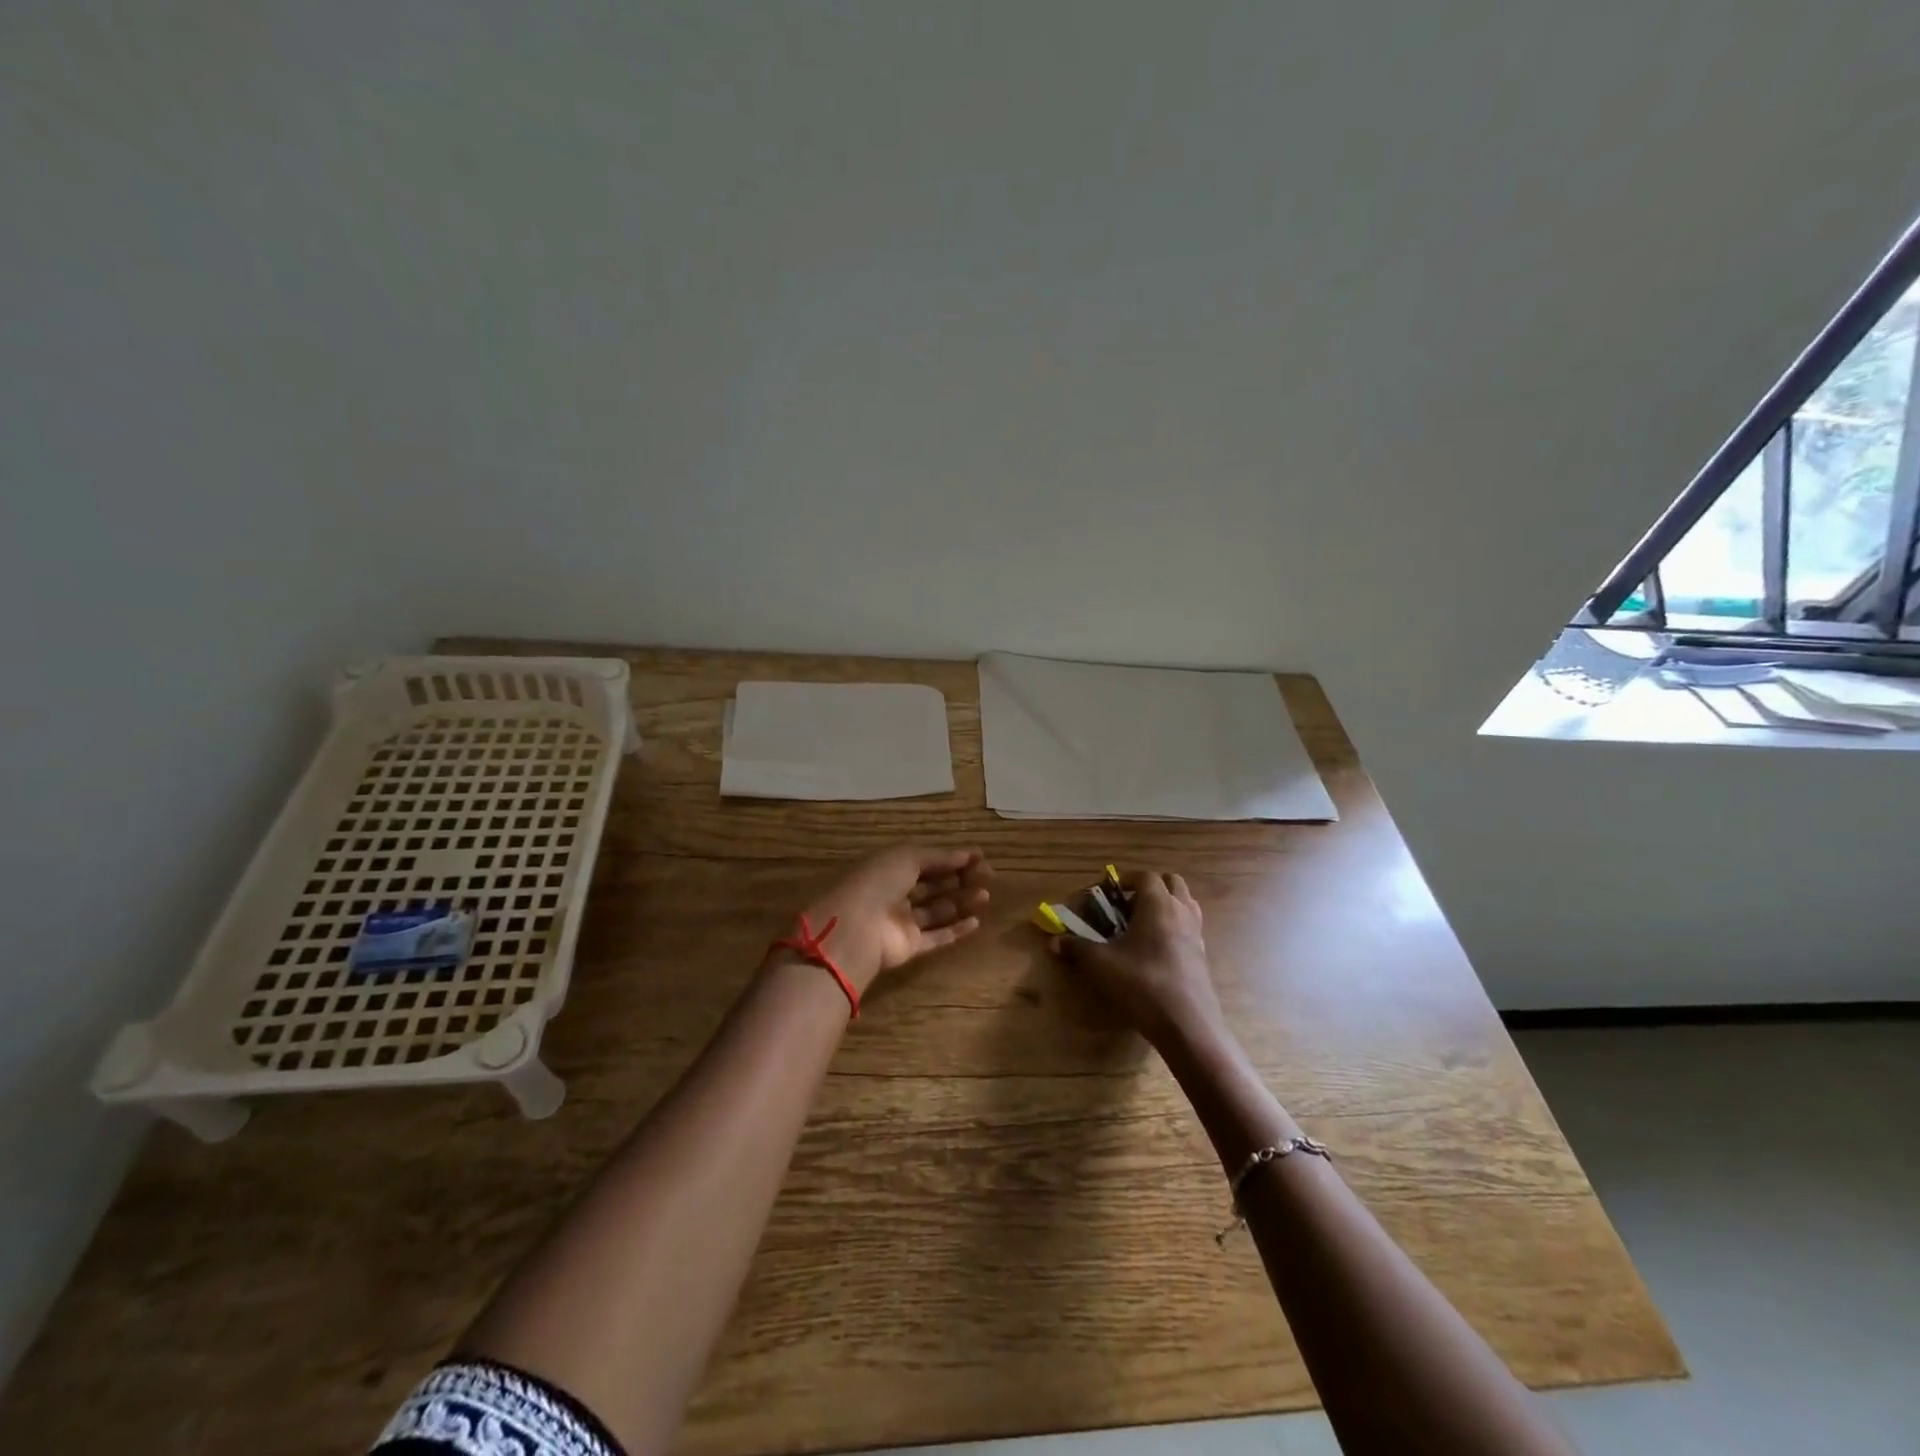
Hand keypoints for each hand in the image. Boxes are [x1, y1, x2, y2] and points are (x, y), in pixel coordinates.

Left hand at [798, 846, 992, 991]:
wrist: (857, 927)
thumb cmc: (879, 881)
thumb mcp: (907, 857)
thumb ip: (939, 857)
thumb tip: (967, 855)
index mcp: (890, 868)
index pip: (925, 861)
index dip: (951, 858)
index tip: (979, 857)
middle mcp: (895, 894)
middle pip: (933, 885)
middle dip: (960, 879)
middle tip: (987, 877)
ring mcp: (902, 922)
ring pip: (937, 910)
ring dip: (962, 902)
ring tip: (985, 896)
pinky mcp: (909, 947)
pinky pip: (936, 937)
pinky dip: (956, 930)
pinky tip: (976, 921)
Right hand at [1051, 871, 1222, 1048]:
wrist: (1187, 1024)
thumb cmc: (1142, 983)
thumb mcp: (1101, 965)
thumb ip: (1077, 948)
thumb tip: (1054, 942)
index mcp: (1158, 904)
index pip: (1144, 877)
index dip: (1125, 879)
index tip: (1107, 893)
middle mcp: (1181, 911)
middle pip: (1171, 883)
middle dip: (1149, 887)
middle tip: (1127, 905)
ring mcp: (1196, 934)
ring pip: (1185, 904)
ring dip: (1165, 905)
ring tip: (1142, 925)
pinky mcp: (1202, 956)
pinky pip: (1190, 927)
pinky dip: (1175, 927)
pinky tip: (1156, 950)